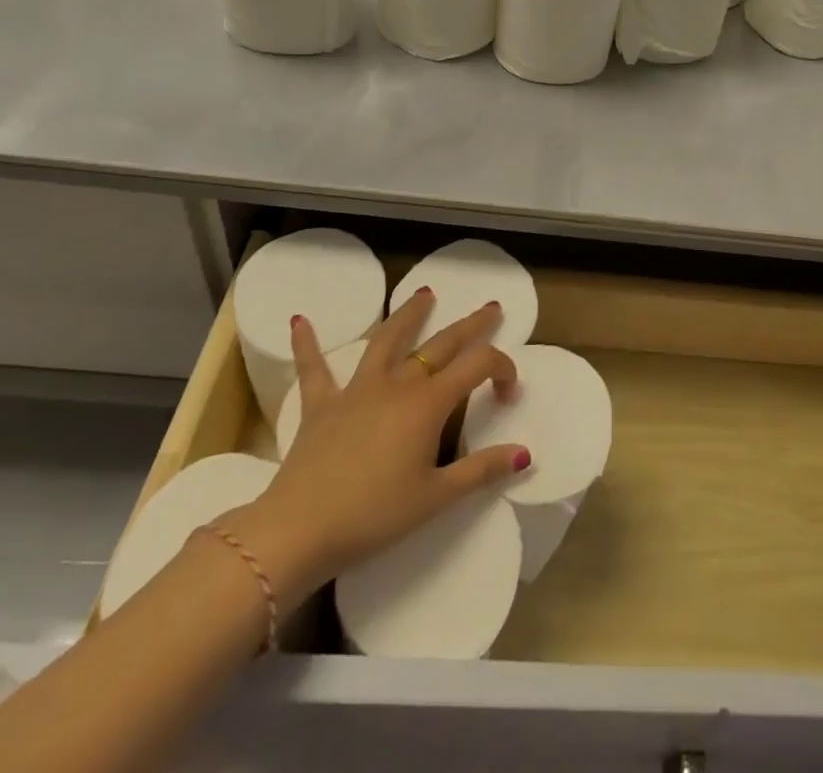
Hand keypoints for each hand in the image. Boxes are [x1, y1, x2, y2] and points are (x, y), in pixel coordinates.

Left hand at [222, 290, 527, 607]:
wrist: (299, 530)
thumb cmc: (374, 516)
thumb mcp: (436, 498)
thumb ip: (481, 471)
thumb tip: (524, 454)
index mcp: (429, 404)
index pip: (477, 366)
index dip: (501, 368)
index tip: (509, 390)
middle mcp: (397, 384)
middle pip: (441, 344)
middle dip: (471, 325)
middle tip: (490, 308)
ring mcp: (357, 390)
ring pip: (387, 340)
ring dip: (408, 314)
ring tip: (424, 293)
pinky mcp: (321, 405)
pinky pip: (314, 369)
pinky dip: (307, 344)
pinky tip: (299, 320)